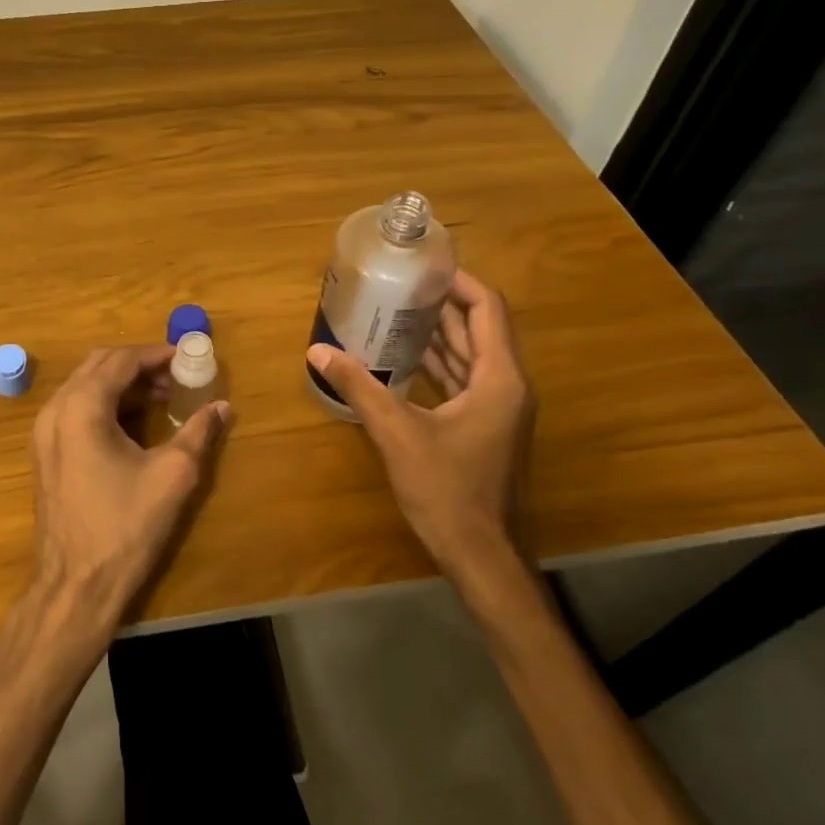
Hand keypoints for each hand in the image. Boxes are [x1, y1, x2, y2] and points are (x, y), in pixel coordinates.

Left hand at [29, 344, 232, 630]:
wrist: (75, 585)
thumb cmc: (125, 527)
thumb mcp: (172, 476)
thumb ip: (198, 432)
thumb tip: (223, 406)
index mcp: (82, 407)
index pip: (121, 360)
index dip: (156, 355)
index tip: (187, 359)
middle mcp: (55, 410)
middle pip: (98, 365)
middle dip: (139, 365)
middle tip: (176, 376)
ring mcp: (44, 432)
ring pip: (85, 386)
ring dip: (122, 384)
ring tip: (162, 398)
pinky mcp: (45, 453)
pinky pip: (76, 410)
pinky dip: (105, 404)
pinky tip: (134, 422)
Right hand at [306, 270, 534, 591]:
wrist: (483, 557)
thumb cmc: (448, 491)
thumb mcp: (397, 435)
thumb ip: (359, 387)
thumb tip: (318, 350)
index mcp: (499, 380)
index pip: (488, 309)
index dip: (460, 282)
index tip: (424, 267)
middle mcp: (506, 387)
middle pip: (480, 329)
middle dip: (442, 304)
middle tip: (399, 284)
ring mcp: (498, 410)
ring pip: (471, 356)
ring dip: (438, 334)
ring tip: (395, 312)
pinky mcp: (485, 428)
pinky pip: (463, 382)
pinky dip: (437, 365)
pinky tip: (402, 360)